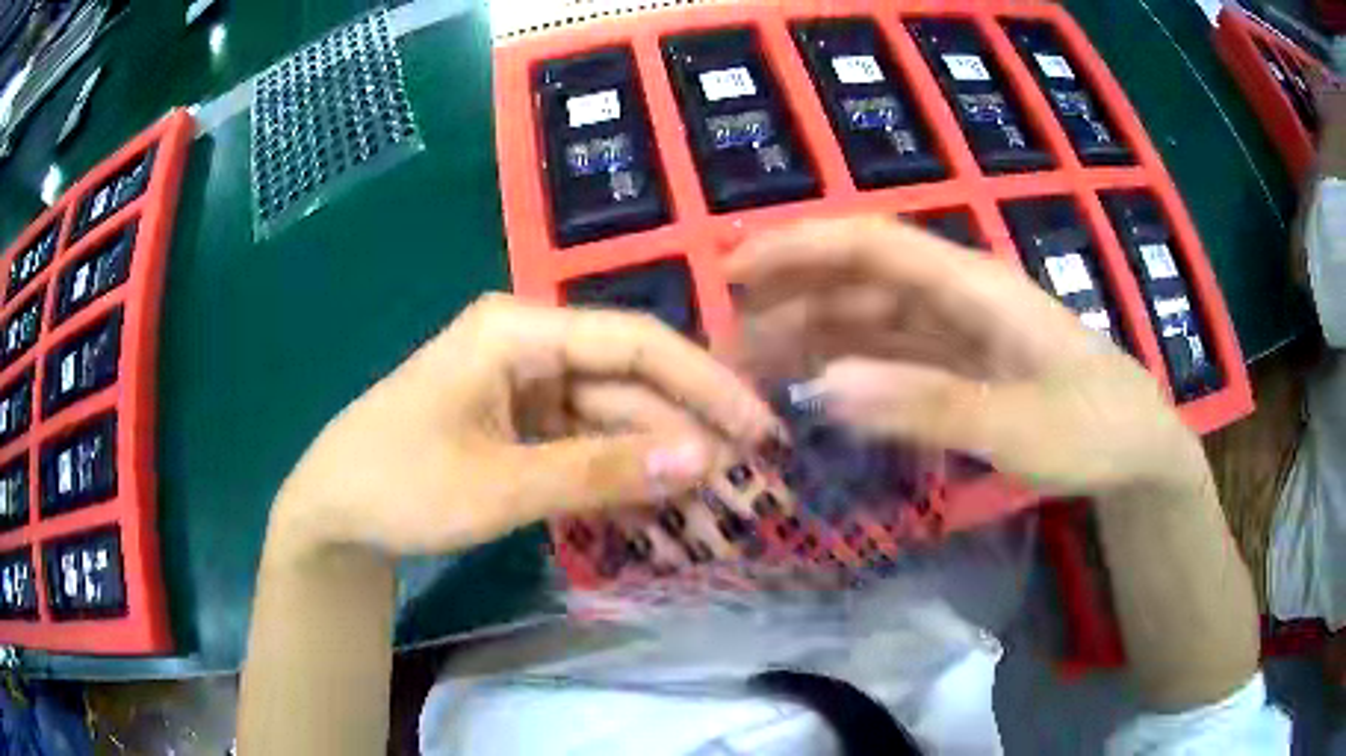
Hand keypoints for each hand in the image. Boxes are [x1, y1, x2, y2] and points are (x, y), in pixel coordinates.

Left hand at [269, 294, 781, 558]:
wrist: (335, 514)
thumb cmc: (400, 485)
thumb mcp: (500, 486)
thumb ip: (601, 472)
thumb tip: (704, 462)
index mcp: (517, 329)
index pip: (635, 342)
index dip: (705, 383)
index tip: (760, 429)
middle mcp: (529, 344)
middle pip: (629, 382)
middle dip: (686, 432)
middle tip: (749, 481)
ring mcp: (524, 386)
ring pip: (613, 418)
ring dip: (658, 462)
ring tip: (716, 504)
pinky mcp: (520, 424)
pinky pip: (585, 444)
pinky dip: (620, 476)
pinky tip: (660, 506)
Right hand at [727, 217, 1208, 499]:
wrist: (1140, 453)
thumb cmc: (1096, 430)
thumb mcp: (1020, 425)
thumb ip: (926, 406)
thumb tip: (823, 389)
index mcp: (976, 286)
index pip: (874, 244)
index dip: (800, 246)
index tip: (731, 271)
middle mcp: (961, 296)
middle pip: (862, 279)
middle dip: (792, 299)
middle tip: (729, 347)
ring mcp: (962, 333)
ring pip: (872, 320)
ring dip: (814, 338)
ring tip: (758, 376)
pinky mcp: (965, 368)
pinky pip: (894, 357)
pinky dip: (851, 370)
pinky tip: (819, 394)